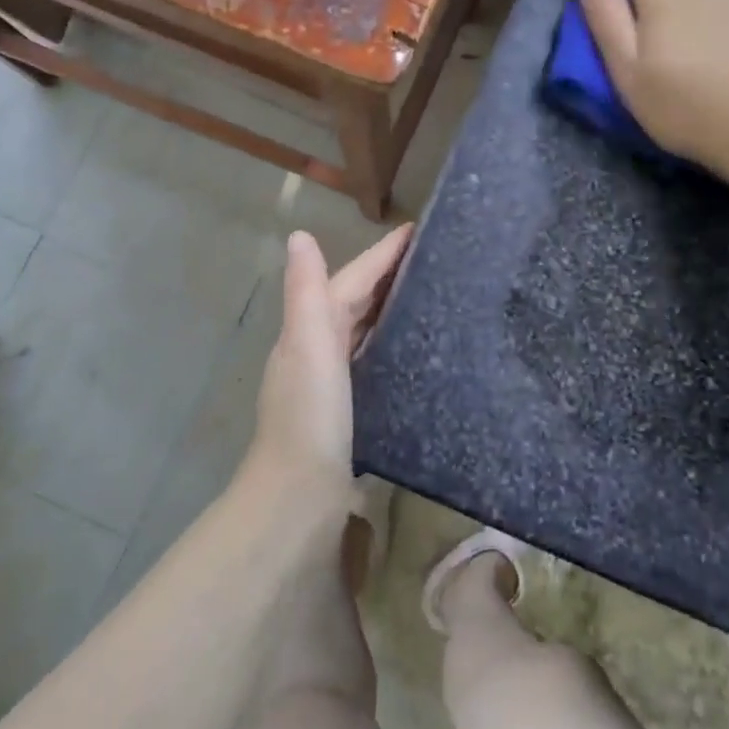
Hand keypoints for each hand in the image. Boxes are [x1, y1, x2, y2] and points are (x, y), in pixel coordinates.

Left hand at [247, 225, 412, 503]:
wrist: (298, 498)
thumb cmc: (309, 417)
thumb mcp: (309, 346)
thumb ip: (306, 292)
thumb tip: (299, 235)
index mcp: (310, 330)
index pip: (350, 279)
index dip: (380, 254)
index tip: (416, 230)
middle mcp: (316, 351)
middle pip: (354, 301)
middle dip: (386, 275)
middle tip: (430, 258)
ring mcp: (330, 384)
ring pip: (362, 331)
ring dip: (387, 309)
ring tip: (428, 295)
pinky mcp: (347, 412)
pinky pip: (370, 362)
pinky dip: (387, 346)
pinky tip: (412, 353)